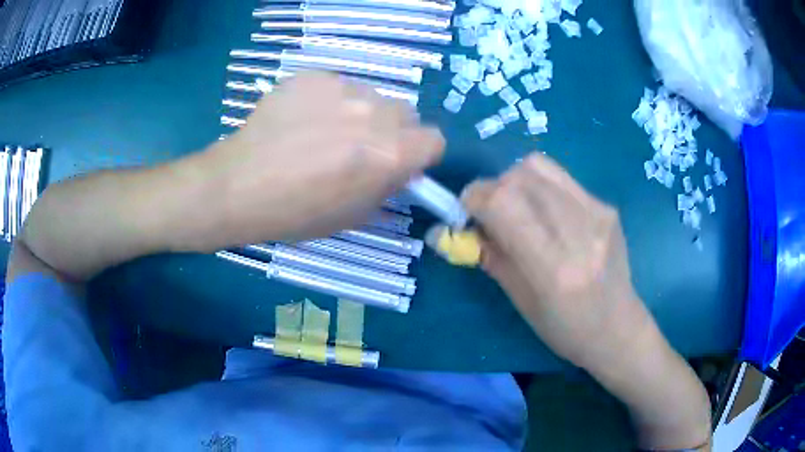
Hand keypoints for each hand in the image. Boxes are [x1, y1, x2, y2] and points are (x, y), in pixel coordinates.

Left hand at [206, 71, 443, 243]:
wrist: (238, 186)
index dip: (419, 154)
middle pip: (405, 114)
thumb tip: (400, 169)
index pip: (434, 140)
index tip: (401, 162)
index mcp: (389, 154)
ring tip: (322, 133)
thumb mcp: (354, 215)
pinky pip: (337, 86)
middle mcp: (373, 113)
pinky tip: (301, 120)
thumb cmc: (296, 212)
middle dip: (392, 131)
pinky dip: (328, 102)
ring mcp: (341, 88)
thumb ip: (388, 186)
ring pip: (371, 97)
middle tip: (359, 148)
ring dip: (360, 113)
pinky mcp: (313, 76)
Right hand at [462, 153, 653, 370]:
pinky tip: (548, 213)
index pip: (502, 203)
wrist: (618, 327)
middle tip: (492, 214)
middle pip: (518, 176)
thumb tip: (449, 229)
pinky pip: (561, 178)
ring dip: (515, 181)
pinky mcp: (606, 206)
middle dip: (493, 189)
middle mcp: (577, 231)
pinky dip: (541, 187)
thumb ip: (488, 255)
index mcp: (552, 267)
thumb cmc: (565, 329)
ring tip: (519, 208)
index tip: (467, 213)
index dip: (474, 199)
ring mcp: (597, 213)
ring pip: (539, 166)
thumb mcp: (520, 300)